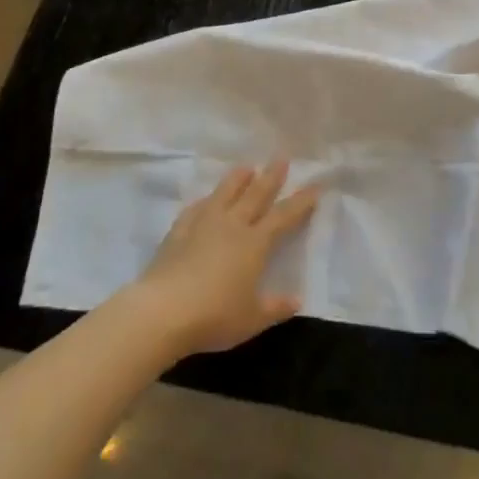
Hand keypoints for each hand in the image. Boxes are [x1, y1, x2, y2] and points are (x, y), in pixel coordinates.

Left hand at [136, 162, 318, 356]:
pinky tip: (206, 200)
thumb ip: (276, 307)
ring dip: (237, 179)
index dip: (301, 201)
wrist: (163, 311)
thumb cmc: (215, 316)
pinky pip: (196, 209)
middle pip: (255, 195)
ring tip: (246, 167)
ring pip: (224, 193)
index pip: (283, 216)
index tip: (315, 185)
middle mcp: (232, 226)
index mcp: (255, 243)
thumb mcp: (252, 318)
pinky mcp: (178, 232)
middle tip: (281, 159)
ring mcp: (202, 224)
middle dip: (271, 177)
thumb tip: (297, 300)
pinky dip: (206, 201)